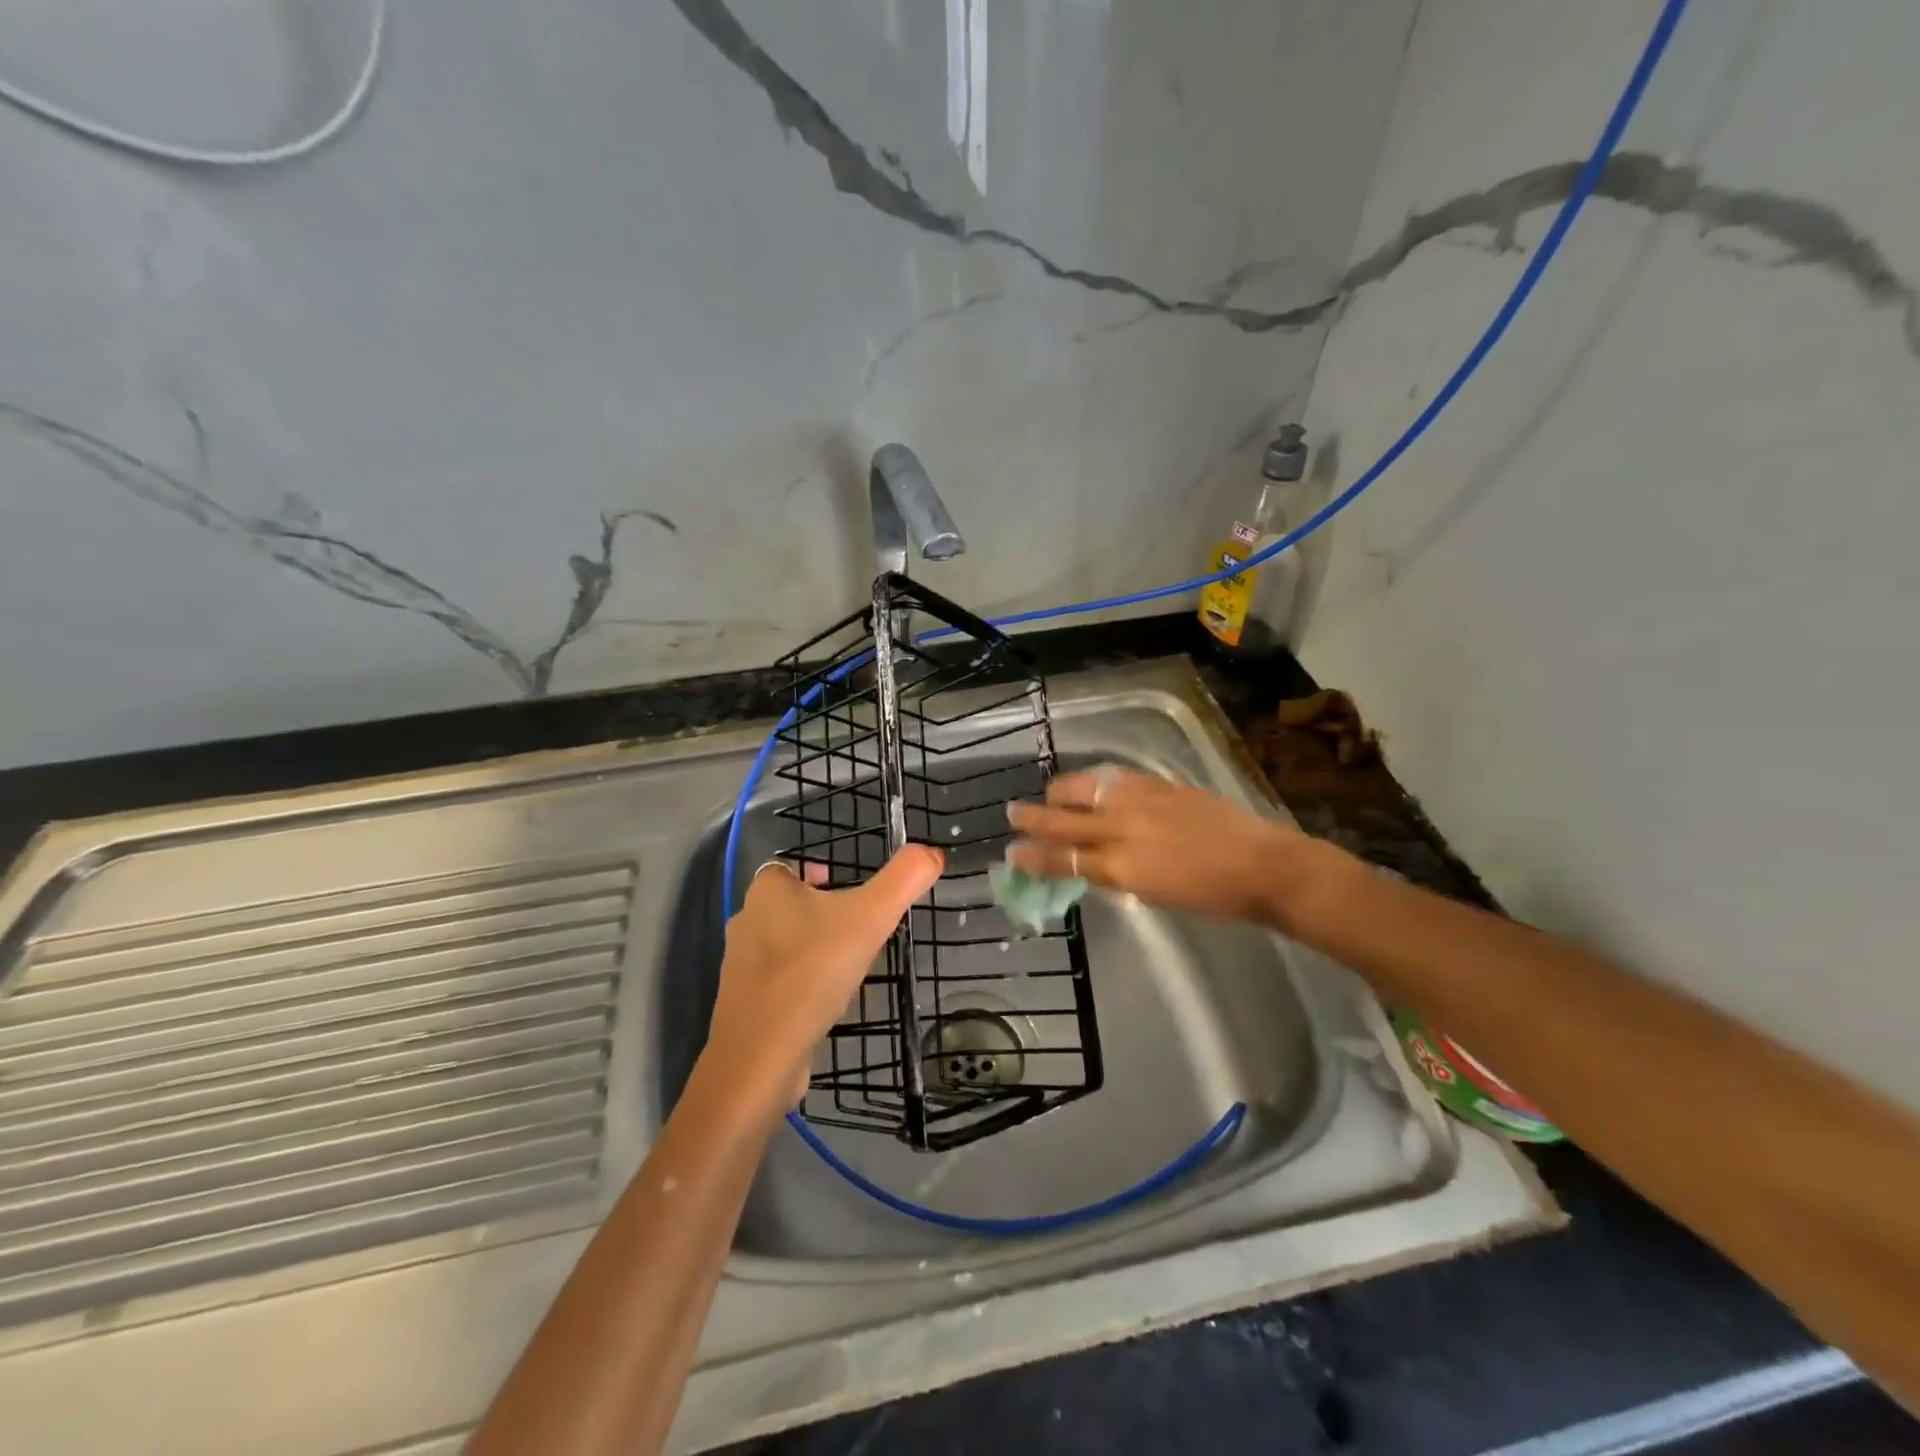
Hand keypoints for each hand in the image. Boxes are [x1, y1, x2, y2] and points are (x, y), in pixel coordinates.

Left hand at [709, 845, 945, 1109]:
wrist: (761, 1057)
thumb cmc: (813, 972)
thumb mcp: (870, 917)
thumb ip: (903, 880)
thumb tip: (932, 852)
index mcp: (767, 892)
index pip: (788, 867)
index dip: (816, 871)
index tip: (848, 888)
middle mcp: (746, 922)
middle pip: (787, 905)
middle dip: (820, 911)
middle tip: (859, 926)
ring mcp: (740, 968)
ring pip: (783, 944)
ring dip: (812, 948)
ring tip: (848, 963)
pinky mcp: (744, 1006)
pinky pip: (778, 982)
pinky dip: (801, 984)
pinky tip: (826, 1001)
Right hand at [1007, 768, 1324, 927]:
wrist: (1261, 865)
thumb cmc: (1212, 896)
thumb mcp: (1155, 894)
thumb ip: (1118, 875)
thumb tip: (1091, 862)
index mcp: (1123, 866)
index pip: (1065, 859)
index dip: (1035, 856)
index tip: (1012, 853)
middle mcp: (1124, 829)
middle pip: (1065, 820)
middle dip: (1034, 817)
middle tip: (1012, 813)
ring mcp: (1142, 801)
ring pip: (1085, 789)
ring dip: (1060, 791)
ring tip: (1048, 793)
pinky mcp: (1159, 784)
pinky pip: (1114, 777)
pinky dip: (1094, 780)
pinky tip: (1089, 782)